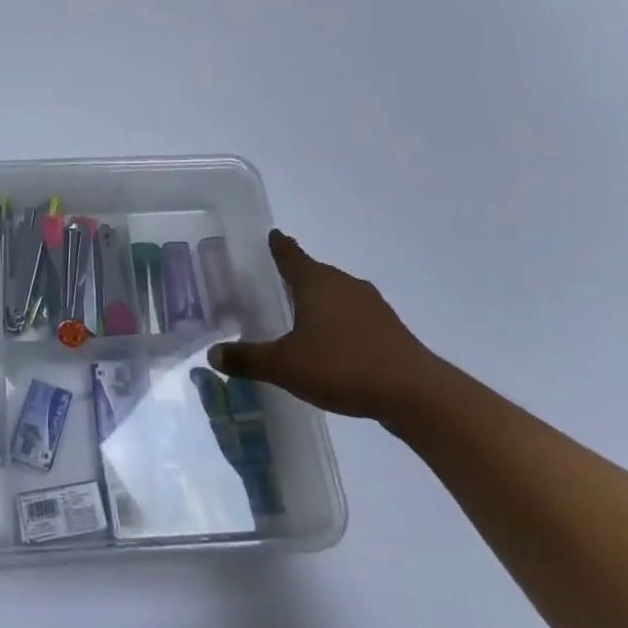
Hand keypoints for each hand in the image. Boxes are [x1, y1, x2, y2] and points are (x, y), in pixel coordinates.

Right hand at [210, 230, 440, 421]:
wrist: (415, 394)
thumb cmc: (343, 367)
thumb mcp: (285, 366)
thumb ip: (248, 359)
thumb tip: (212, 355)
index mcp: (316, 283)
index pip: (291, 255)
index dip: (278, 245)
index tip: (272, 234)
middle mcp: (343, 285)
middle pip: (314, 272)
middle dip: (296, 275)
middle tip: (275, 279)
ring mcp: (371, 306)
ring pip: (336, 293)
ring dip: (319, 299)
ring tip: (301, 313)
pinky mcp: (388, 329)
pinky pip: (354, 315)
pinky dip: (338, 321)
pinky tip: (331, 342)